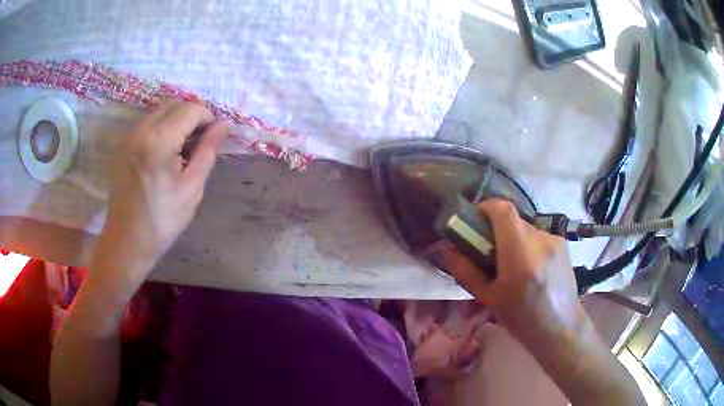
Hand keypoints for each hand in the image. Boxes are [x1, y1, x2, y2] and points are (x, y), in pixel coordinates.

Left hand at [97, 100, 228, 280]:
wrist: (127, 241)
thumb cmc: (163, 220)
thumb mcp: (192, 187)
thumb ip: (208, 150)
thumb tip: (223, 125)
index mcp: (159, 141)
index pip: (190, 109)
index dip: (208, 117)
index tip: (215, 135)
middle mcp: (141, 130)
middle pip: (174, 103)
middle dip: (192, 115)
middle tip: (201, 139)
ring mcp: (128, 136)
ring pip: (160, 111)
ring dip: (177, 120)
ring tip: (184, 146)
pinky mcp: (123, 145)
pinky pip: (147, 123)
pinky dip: (162, 127)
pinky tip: (167, 151)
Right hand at [433, 199, 582, 340]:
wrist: (561, 328)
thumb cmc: (521, 318)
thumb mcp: (488, 298)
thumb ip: (465, 270)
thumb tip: (444, 249)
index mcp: (519, 254)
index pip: (503, 210)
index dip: (487, 207)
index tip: (476, 221)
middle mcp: (540, 240)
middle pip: (513, 219)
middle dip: (498, 230)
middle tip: (491, 254)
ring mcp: (554, 240)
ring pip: (526, 228)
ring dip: (514, 240)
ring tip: (513, 267)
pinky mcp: (563, 244)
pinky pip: (538, 237)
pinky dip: (529, 246)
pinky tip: (531, 270)